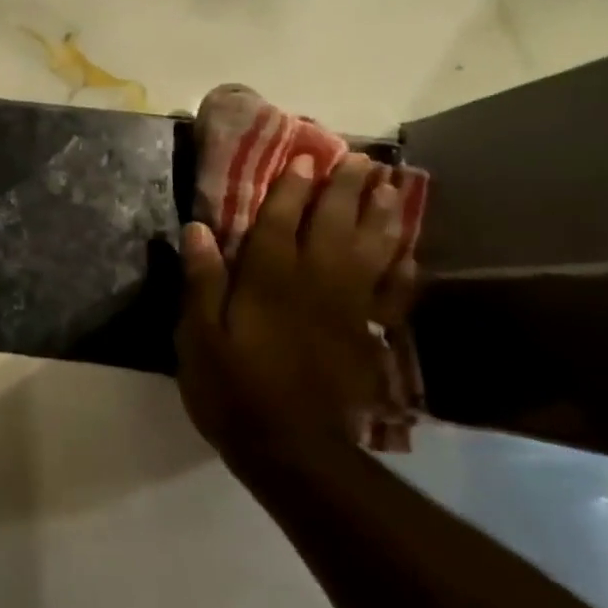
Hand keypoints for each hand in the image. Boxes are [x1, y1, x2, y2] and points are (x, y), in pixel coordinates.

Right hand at [176, 154, 416, 467]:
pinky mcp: (365, 336)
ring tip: (393, 186)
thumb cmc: (232, 389)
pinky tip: (409, 252)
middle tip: (360, 159)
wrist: (292, 449)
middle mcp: (313, 285)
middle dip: (345, 190)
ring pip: (370, 251)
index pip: (280, 223)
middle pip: (333, 226)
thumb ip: (201, 282)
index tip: (303, 158)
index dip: (290, 189)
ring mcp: (347, 310)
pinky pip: (391, 294)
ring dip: (382, 217)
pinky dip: (402, 270)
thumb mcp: (197, 338)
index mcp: (268, 282)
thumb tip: (199, 230)